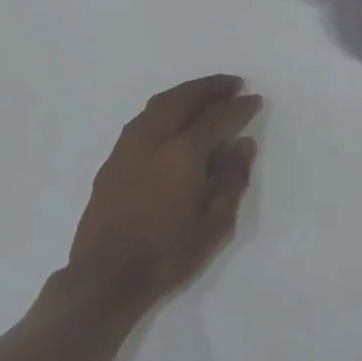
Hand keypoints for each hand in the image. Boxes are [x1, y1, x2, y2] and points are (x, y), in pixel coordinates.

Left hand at [69, 75, 261, 307]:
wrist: (106, 277)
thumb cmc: (168, 254)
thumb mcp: (215, 225)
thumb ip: (232, 179)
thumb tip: (244, 144)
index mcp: (183, 153)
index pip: (217, 117)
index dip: (239, 106)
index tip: (254, 99)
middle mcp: (154, 138)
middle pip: (185, 98)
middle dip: (212, 87)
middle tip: (233, 84)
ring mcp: (129, 145)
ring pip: (160, 103)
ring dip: (187, 92)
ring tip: (206, 93)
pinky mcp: (113, 157)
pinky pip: (144, 117)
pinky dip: (165, 106)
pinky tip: (174, 116)